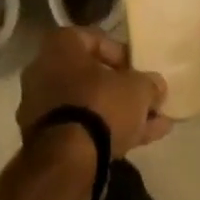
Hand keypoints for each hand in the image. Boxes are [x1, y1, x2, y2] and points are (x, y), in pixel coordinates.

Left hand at [18, 27, 171, 157]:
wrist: (67, 159)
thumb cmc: (100, 105)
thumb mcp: (136, 89)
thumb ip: (149, 84)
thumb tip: (157, 86)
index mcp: (61, 45)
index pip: (94, 40)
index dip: (121, 54)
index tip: (138, 70)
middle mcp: (44, 69)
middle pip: (90, 75)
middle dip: (121, 89)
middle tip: (146, 100)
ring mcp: (42, 106)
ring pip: (87, 105)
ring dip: (118, 113)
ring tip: (154, 125)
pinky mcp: (44, 139)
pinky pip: (80, 127)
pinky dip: (106, 132)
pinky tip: (138, 142)